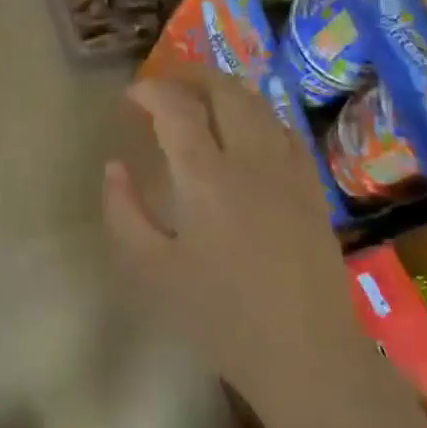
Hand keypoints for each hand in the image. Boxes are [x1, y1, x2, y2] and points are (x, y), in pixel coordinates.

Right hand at [104, 64, 355, 402]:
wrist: (305, 352)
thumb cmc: (219, 316)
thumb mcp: (152, 271)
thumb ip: (124, 212)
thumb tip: (114, 168)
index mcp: (206, 178)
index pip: (177, 108)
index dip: (151, 91)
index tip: (131, 95)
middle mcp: (251, 159)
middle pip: (225, 91)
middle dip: (191, 75)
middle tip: (164, 82)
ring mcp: (289, 170)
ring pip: (259, 104)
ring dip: (225, 89)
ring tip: (200, 97)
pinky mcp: (312, 187)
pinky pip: (285, 129)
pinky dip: (258, 112)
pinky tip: (247, 128)